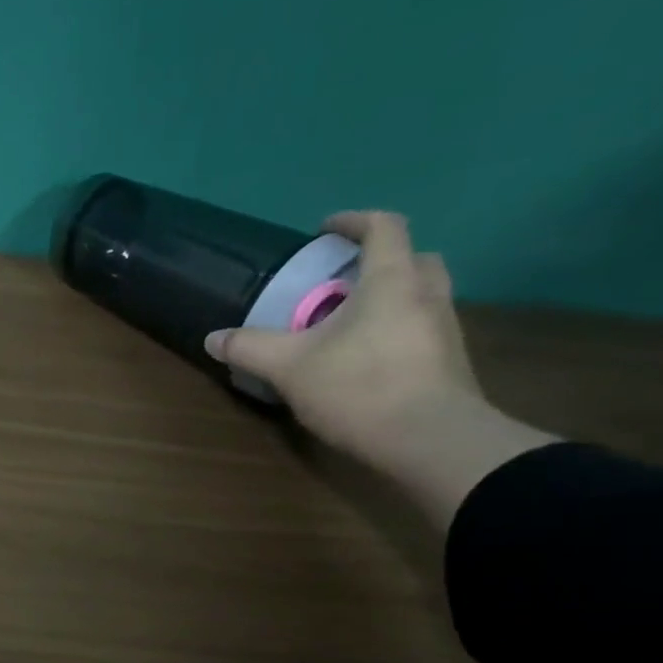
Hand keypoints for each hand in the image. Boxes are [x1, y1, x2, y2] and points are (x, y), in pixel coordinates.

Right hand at [204, 211, 556, 526]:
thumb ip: (249, 348)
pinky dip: (396, 329)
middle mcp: (427, 294)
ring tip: (348, 322)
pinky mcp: (449, 362)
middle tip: (342, 280)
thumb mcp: (289, 367)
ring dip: (389, 296)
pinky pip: (421, 328)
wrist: (431, 440)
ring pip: (421, 294)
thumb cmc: (359, 387)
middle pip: (413, 257)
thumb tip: (213, 338)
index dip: (354, 221)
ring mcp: (445, 329)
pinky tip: (366, 357)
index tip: (324, 231)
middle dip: (379, 260)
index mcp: (392, 281)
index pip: (384, 227)